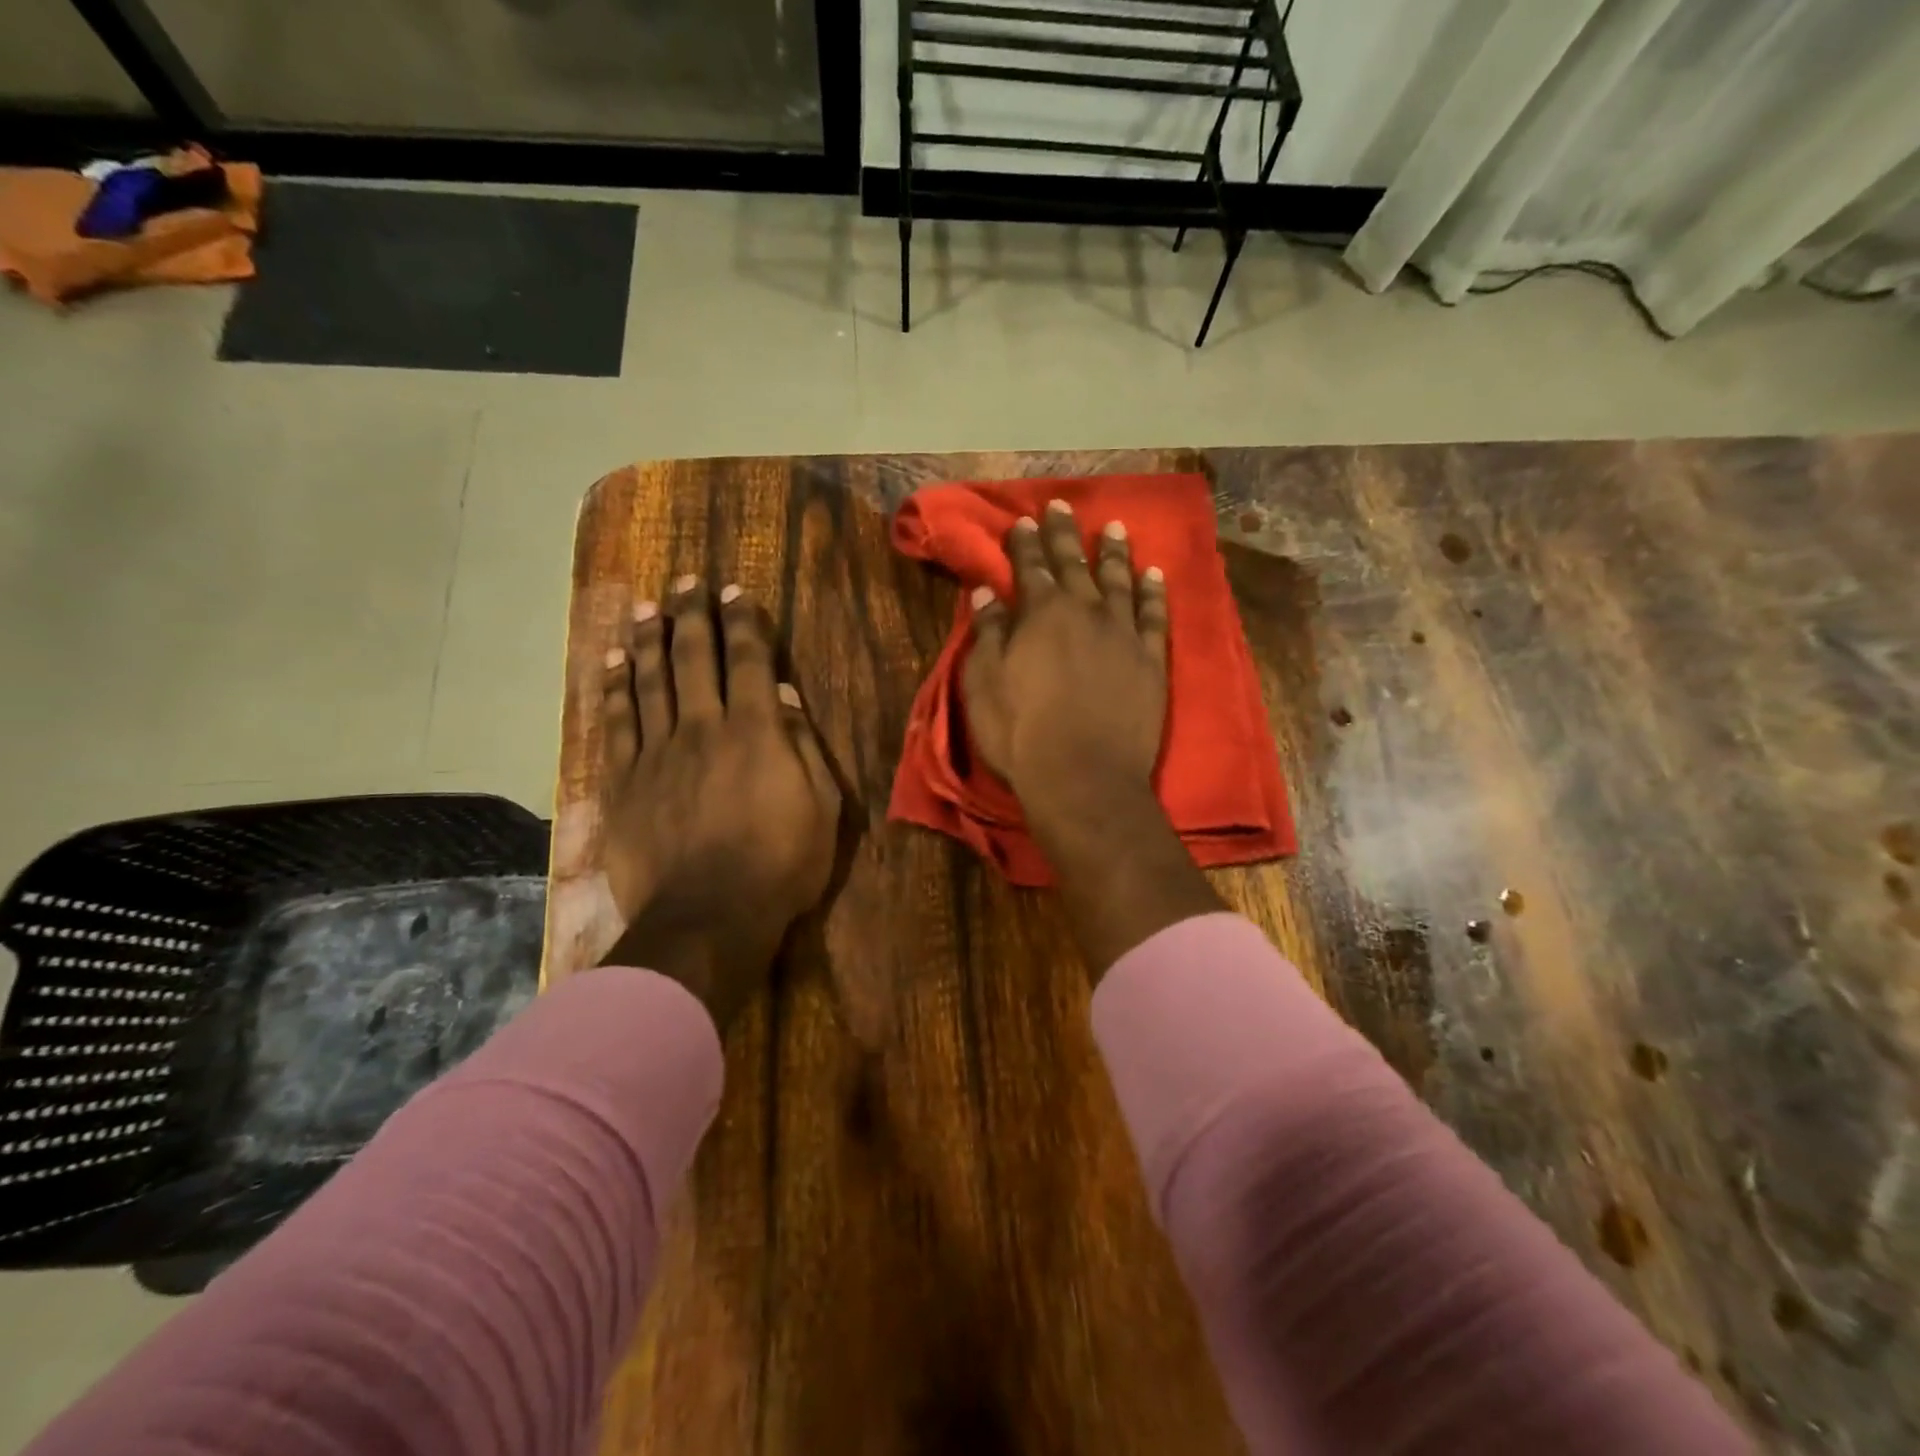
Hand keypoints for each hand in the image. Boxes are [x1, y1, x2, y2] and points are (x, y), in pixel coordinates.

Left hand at [598, 578, 840, 1030]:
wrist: (708, 917)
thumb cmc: (780, 866)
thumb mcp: (821, 808)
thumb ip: (803, 747)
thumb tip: (786, 697)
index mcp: (756, 732)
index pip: (749, 661)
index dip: (742, 621)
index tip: (733, 591)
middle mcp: (703, 727)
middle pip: (695, 657)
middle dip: (691, 614)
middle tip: (684, 581)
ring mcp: (658, 753)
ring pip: (650, 681)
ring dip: (647, 640)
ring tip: (643, 607)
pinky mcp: (624, 782)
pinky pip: (616, 723)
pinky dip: (614, 689)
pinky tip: (611, 664)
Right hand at [961, 500, 1219, 977]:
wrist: (1083, 777)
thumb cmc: (1022, 734)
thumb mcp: (985, 684)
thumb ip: (988, 635)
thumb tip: (986, 594)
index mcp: (1040, 615)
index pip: (1029, 569)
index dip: (1024, 544)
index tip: (1023, 521)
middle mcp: (1084, 612)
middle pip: (1074, 564)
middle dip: (1065, 535)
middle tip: (1063, 506)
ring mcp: (1122, 634)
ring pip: (1118, 581)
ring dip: (1114, 553)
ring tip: (1115, 528)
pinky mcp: (1150, 661)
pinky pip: (1154, 616)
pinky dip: (1154, 592)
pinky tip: (1155, 575)